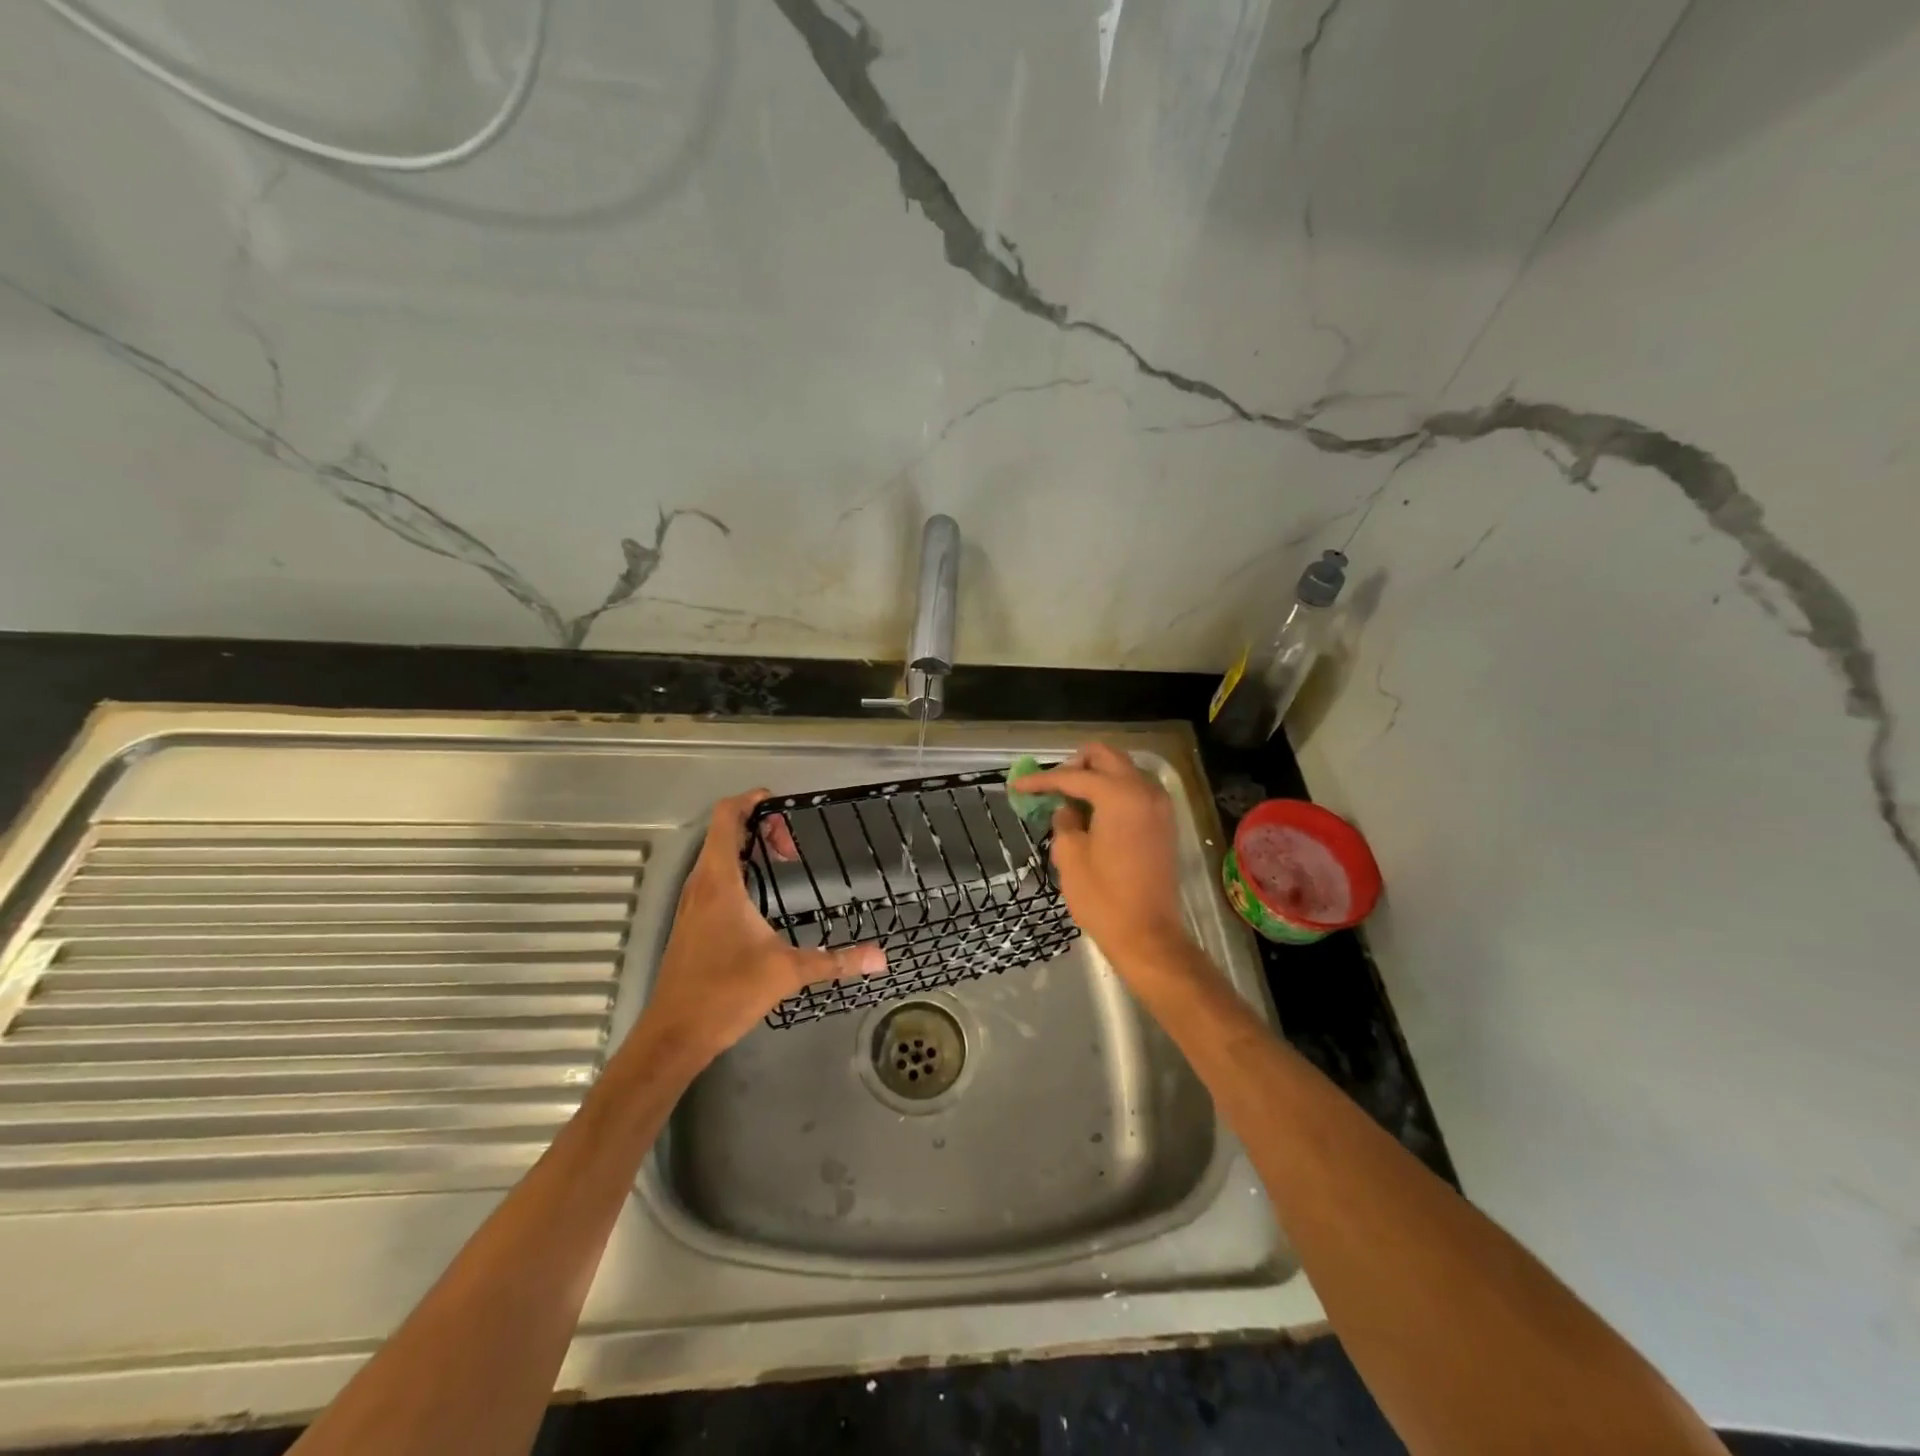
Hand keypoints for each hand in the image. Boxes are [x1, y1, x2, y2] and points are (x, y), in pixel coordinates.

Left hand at [636, 790, 885, 1062]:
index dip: (750, 801)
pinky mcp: (691, 921)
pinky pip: (713, 877)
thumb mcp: (787, 972)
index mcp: (719, 882)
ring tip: (782, 862)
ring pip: (716, 855)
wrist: (674, 1034)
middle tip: (792, 846)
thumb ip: (835, 960)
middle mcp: (701, 884)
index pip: (726, 818)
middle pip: (723, 832)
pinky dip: (738, 870)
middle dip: (758, 826)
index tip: (781, 804)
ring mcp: (692, 903)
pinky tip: (761, 895)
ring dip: (747, 848)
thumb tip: (880, 958)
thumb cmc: (726, 992)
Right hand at [1013, 744, 1200, 978]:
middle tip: (1050, 787)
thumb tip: (1066, 809)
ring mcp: (1159, 805)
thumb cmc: (1103, 898)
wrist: (1148, 935)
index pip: (1074, 777)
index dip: (1042, 780)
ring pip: (1123, 770)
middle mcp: (1144, 790)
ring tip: (1070, 801)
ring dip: (1095, 777)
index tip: (1017, 786)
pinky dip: (1113, 791)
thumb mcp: (1070, 856)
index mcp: (1120, 796)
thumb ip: (1064, 821)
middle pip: (1105, 757)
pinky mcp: (1164, 822)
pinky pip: (1135, 790)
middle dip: (1074, 766)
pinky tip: (1093, 813)